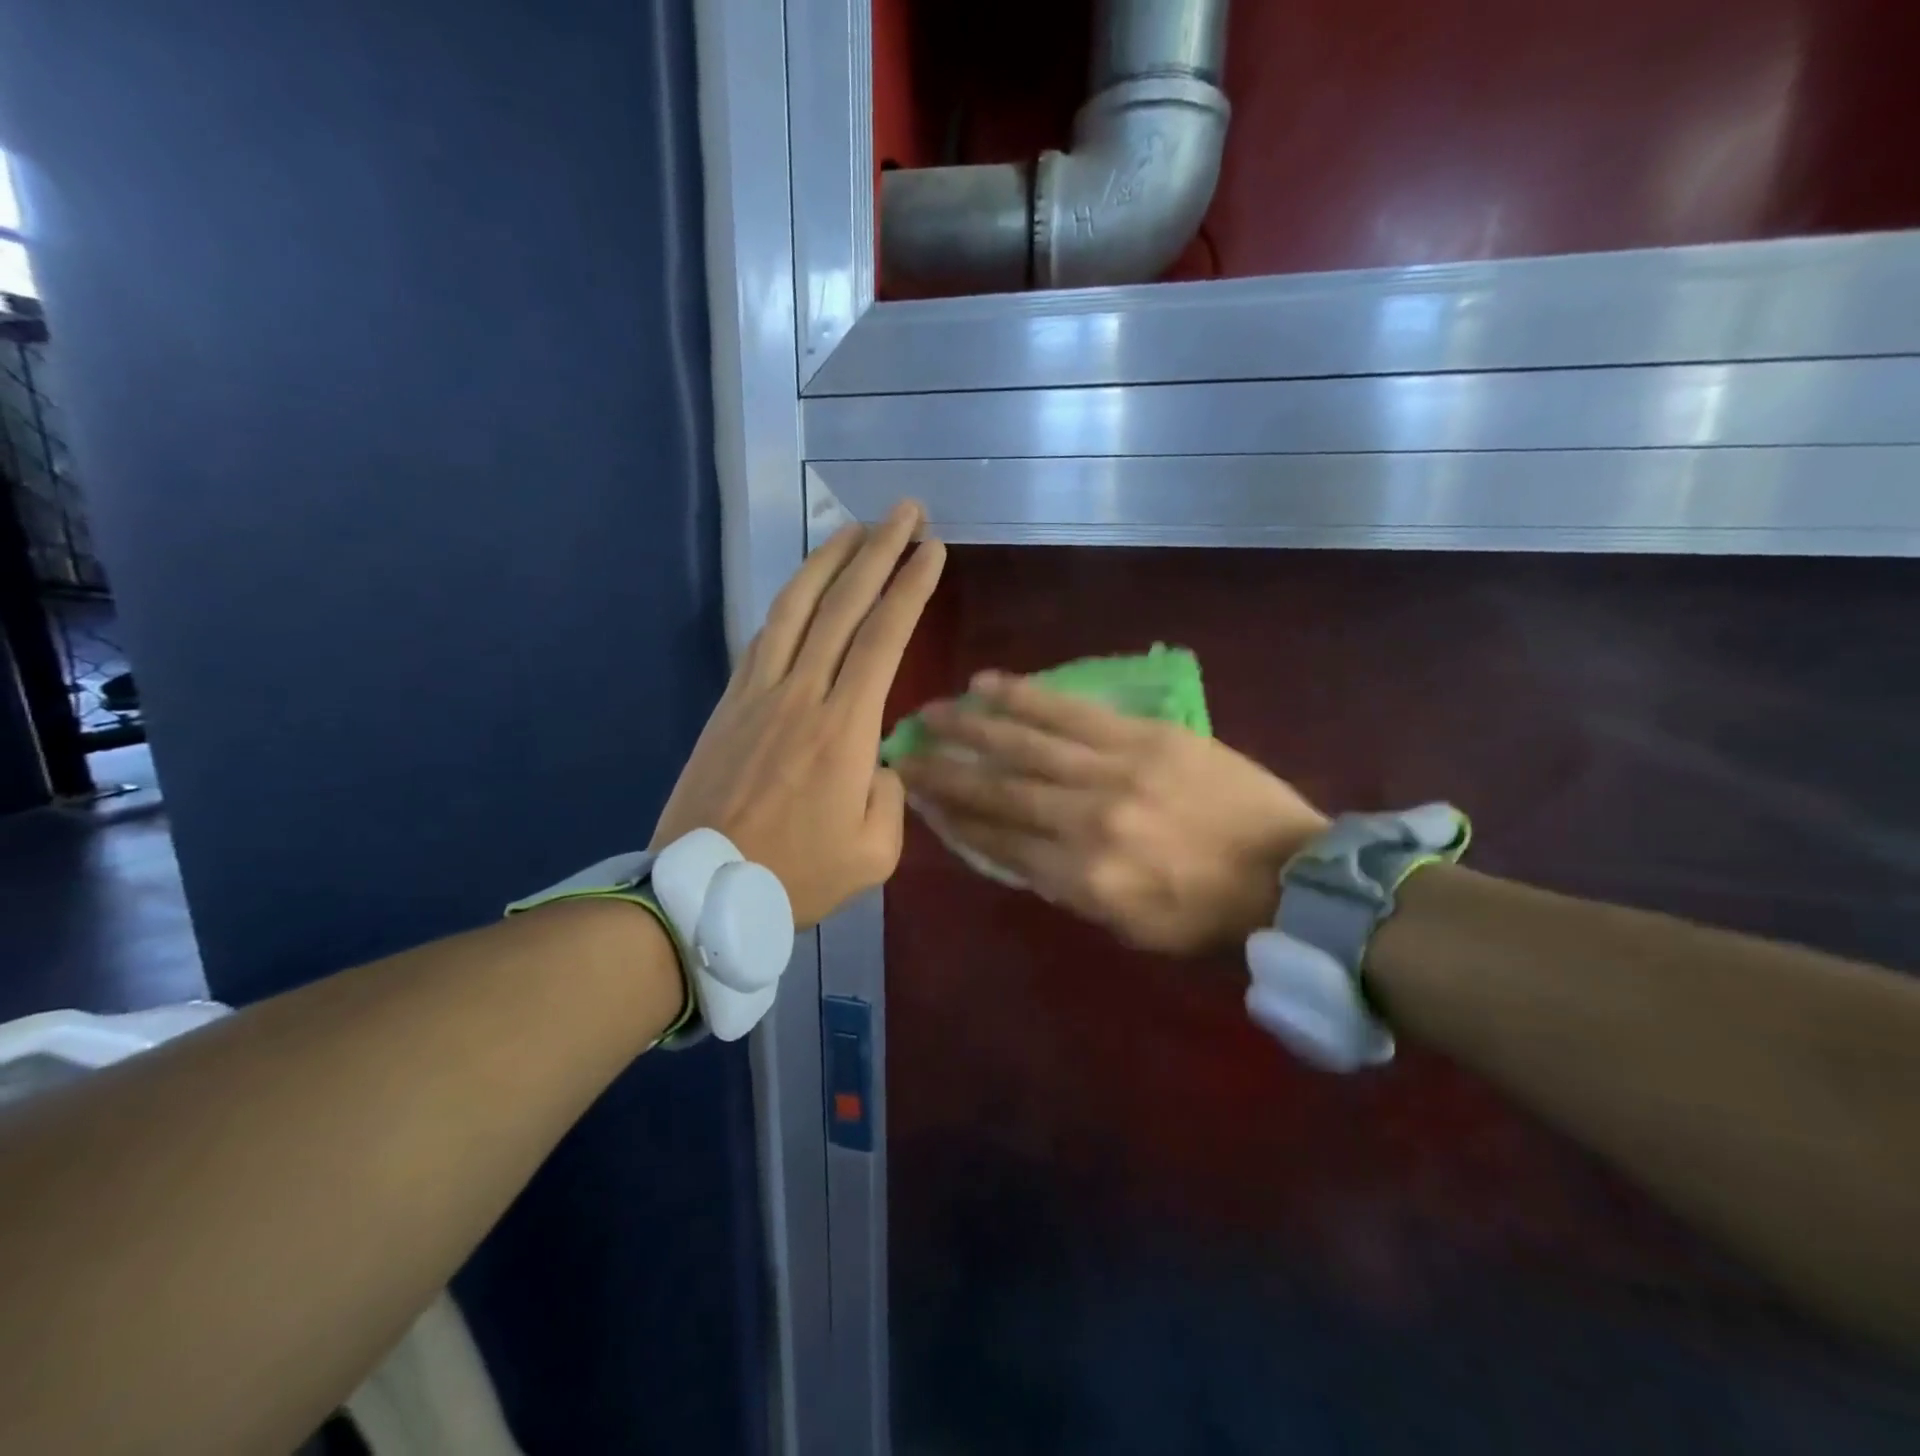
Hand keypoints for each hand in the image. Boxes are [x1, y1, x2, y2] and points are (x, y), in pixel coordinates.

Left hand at [652, 502, 945, 927]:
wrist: (702, 890)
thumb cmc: (795, 877)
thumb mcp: (874, 854)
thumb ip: (892, 797)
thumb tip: (883, 760)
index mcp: (844, 729)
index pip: (883, 638)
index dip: (910, 588)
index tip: (933, 550)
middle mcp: (802, 694)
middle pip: (843, 605)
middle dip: (879, 551)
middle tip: (905, 512)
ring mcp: (759, 692)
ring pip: (796, 608)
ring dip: (828, 561)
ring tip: (855, 528)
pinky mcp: (730, 702)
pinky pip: (764, 636)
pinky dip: (788, 602)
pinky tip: (804, 587)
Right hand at [897, 671, 1326, 954]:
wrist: (1293, 877)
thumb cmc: (1209, 918)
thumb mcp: (1129, 928)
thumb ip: (1067, 889)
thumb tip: (1016, 850)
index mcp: (1084, 880)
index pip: (999, 842)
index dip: (954, 818)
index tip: (918, 797)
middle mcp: (1088, 821)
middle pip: (1000, 790)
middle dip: (946, 771)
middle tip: (905, 751)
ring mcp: (1116, 771)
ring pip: (1027, 743)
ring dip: (972, 726)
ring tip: (932, 711)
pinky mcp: (1145, 736)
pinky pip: (1073, 712)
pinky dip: (1027, 698)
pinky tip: (991, 684)